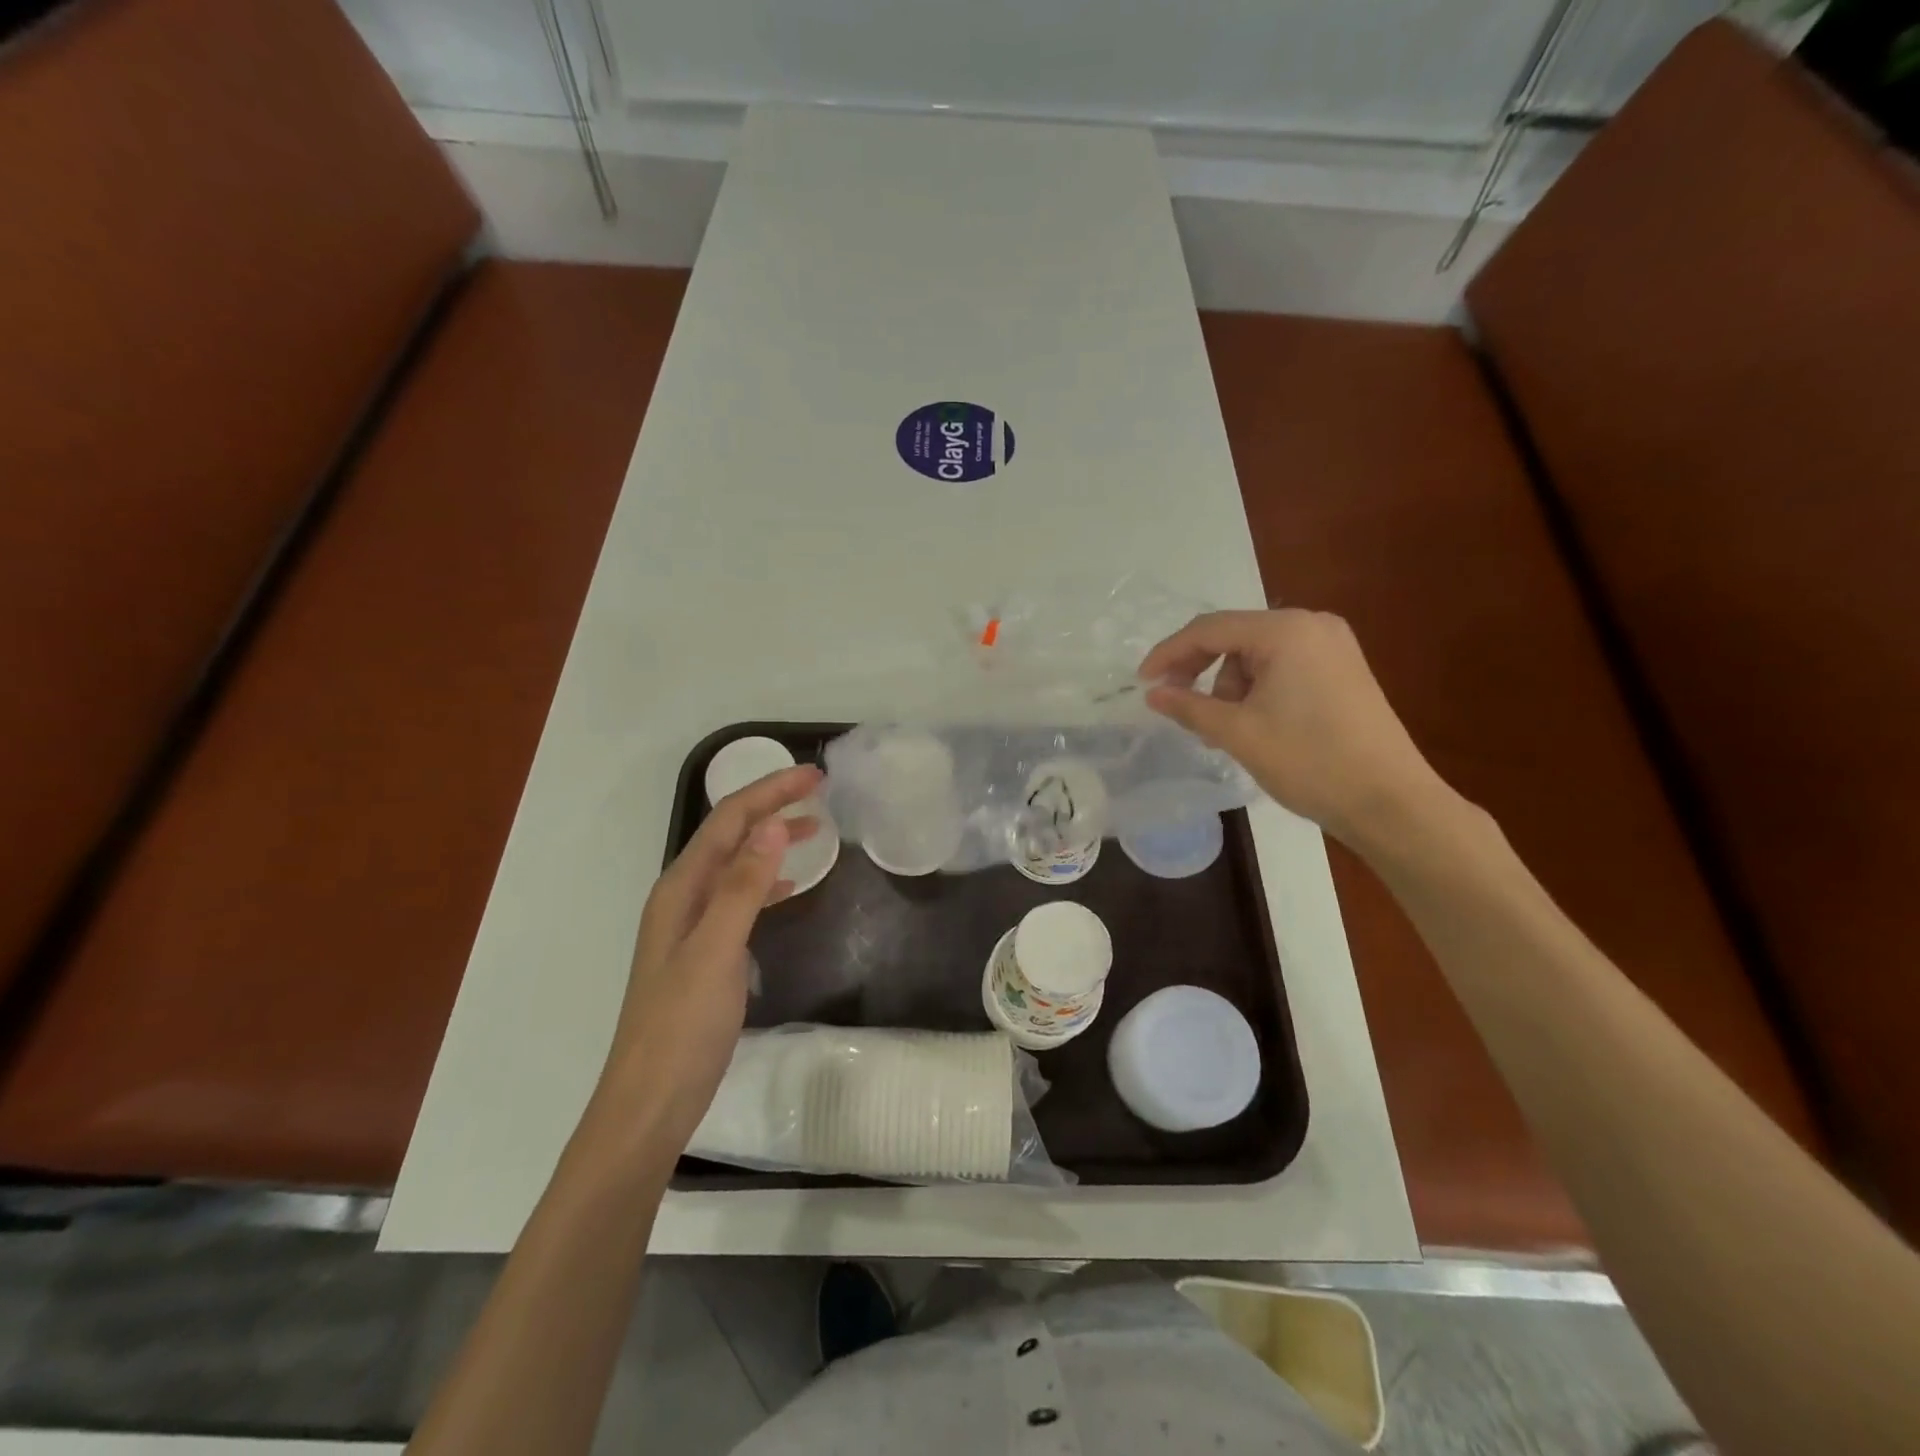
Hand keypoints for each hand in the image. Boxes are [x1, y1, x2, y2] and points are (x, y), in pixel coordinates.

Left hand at [588, 765, 822, 1160]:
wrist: (650, 1103)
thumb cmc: (683, 1027)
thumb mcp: (717, 951)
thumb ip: (743, 887)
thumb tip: (773, 824)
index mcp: (681, 889)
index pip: (728, 821)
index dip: (770, 791)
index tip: (815, 777)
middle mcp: (683, 898)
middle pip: (730, 835)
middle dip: (771, 805)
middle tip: (819, 792)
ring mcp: (692, 926)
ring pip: (736, 864)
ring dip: (771, 839)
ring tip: (815, 829)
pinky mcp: (705, 953)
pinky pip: (740, 897)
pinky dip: (767, 880)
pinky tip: (789, 886)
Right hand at [1140, 609, 1448, 846]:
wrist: (1389, 801)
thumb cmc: (1308, 761)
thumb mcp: (1237, 733)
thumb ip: (1189, 706)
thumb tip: (1153, 693)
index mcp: (1286, 631)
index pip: (1209, 629)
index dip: (1170, 653)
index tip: (1143, 682)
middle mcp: (1311, 625)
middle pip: (1234, 636)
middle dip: (1200, 669)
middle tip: (1176, 703)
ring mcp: (1332, 645)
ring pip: (1257, 654)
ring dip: (1229, 684)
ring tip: (1223, 728)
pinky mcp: (1343, 668)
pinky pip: (1282, 665)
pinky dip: (1257, 688)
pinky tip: (1252, 721)